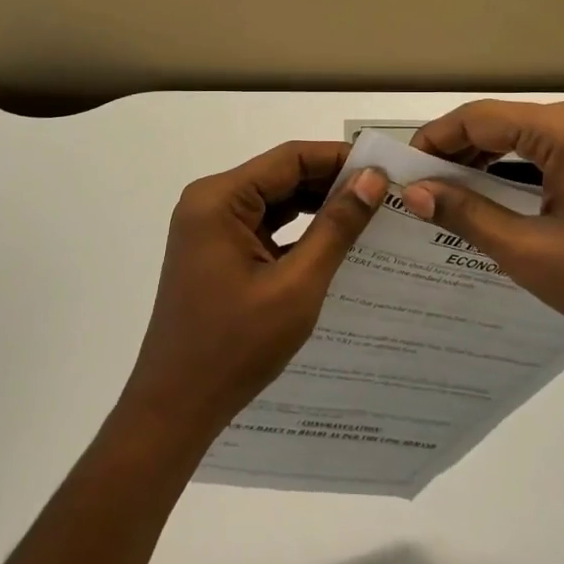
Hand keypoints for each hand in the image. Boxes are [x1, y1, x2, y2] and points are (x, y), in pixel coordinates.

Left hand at [120, 141, 386, 444]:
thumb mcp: (296, 284)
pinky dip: (299, 231)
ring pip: (275, 201)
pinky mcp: (216, 251)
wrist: (177, 406)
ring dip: (318, 206)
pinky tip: (337, 241)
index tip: (386, 168)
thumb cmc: (235, 346)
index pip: (289, 158)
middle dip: (332, 183)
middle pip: (281, 176)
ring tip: (371, 214)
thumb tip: (372, 179)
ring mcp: (210, 228)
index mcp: (219, 199)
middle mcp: (210, 202)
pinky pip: (265, 227)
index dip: (339, 158)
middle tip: (387, 193)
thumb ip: (335, 227)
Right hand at [403, 100, 563, 350]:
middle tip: (418, 184)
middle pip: (498, 121)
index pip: (479, 118)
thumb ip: (468, 214)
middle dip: (454, 149)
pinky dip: (510, 166)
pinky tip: (488, 191)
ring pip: (519, 134)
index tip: (403, 170)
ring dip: (480, 158)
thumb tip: (416, 191)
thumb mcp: (530, 251)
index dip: (435, 140)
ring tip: (444, 190)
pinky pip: (543, 150)